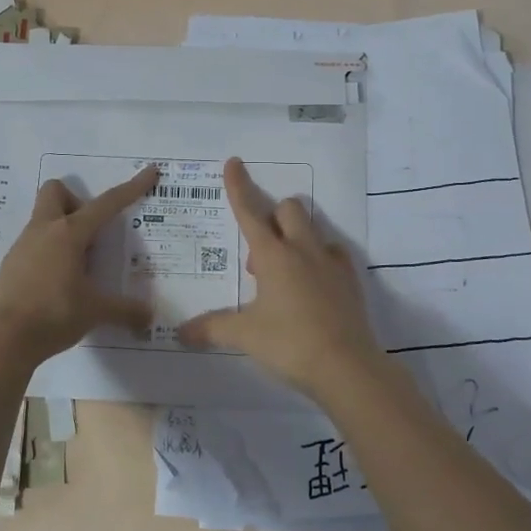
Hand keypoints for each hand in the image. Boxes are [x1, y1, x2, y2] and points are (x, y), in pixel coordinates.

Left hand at [0, 165, 158, 367]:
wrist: (0, 340)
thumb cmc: (52, 315)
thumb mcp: (94, 312)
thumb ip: (124, 311)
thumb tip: (149, 318)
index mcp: (68, 233)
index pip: (106, 204)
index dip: (130, 188)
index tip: (149, 172)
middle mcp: (43, 231)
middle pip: (56, 192)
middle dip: (76, 202)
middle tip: (91, 234)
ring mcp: (22, 247)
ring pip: (44, 220)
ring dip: (64, 232)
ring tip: (80, 267)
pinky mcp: (10, 266)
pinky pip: (34, 245)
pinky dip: (50, 254)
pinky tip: (59, 283)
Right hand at [179, 158, 391, 403]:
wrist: (347, 367)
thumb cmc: (290, 344)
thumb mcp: (244, 336)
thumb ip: (211, 329)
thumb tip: (179, 332)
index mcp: (274, 255)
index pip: (250, 211)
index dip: (239, 186)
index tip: (234, 162)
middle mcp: (303, 250)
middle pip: (288, 209)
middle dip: (272, 216)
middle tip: (260, 255)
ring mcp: (331, 263)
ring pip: (313, 229)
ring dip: (295, 237)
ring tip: (284, 272)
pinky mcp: (351, 281)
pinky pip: (333, 254)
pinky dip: (319, 259)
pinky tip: (312, 284)